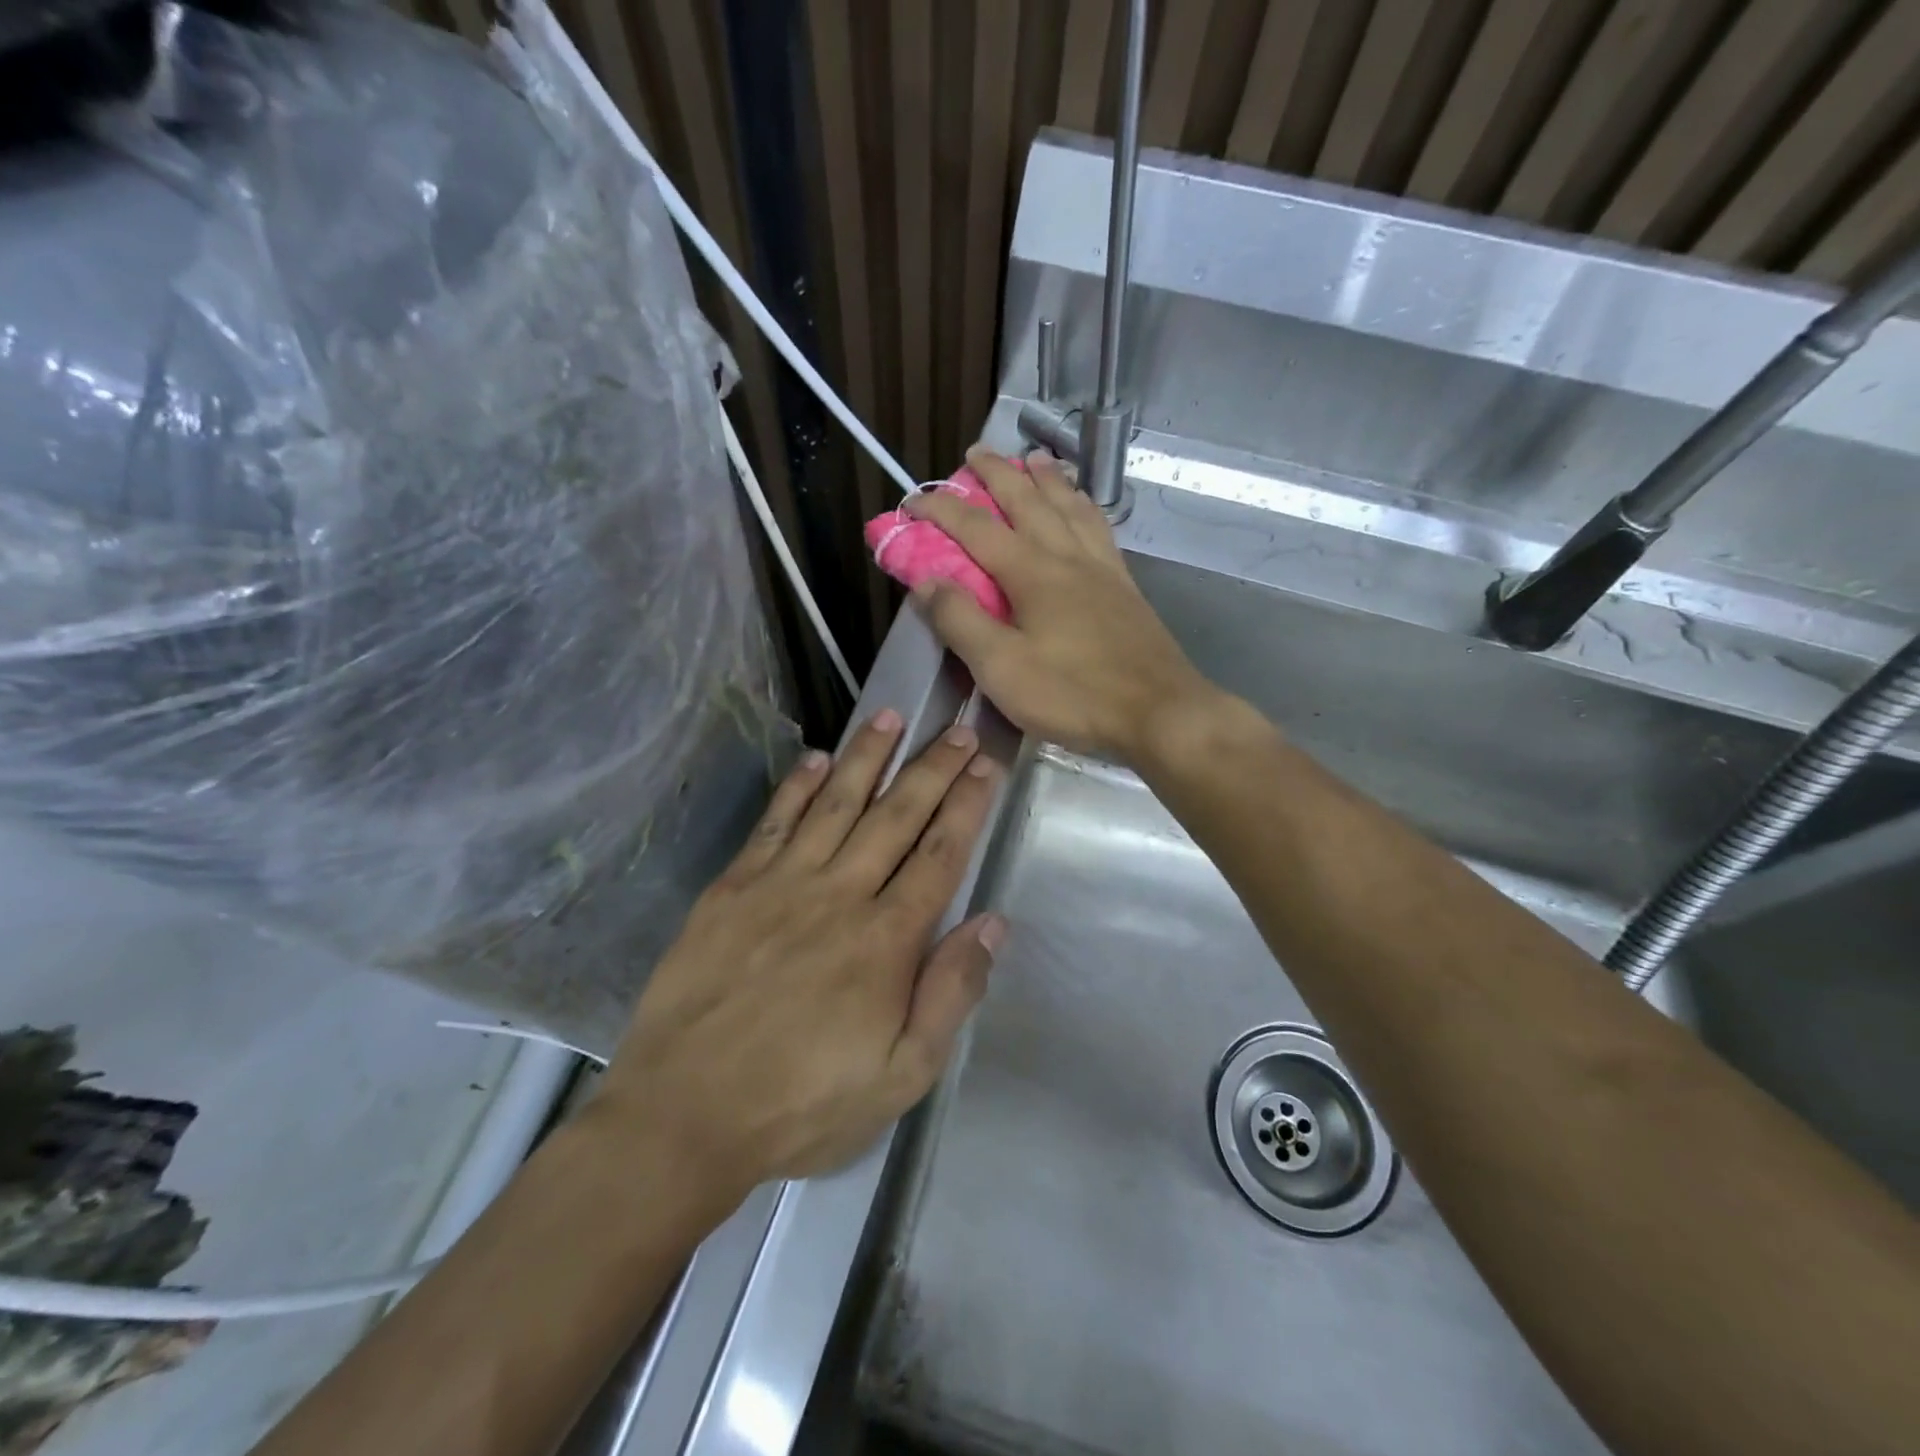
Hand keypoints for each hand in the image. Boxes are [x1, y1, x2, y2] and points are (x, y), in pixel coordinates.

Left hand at [596, 711, 1002, 1205]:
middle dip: (931, 769)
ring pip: (836, 804)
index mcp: (886, 940)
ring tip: (891, 715)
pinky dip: (797, 786)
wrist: (684, 1116)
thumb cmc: (802, 1104)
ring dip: (868, 757)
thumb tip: (991, 923)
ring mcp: (781, 885)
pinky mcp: (732, 888)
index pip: (939, 855)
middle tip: (956, 729)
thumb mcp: (902, 1076)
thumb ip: (951, 994)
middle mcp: (839, 895)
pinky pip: (773, 823)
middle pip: (896, 817)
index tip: (985, 766)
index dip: (966, 807)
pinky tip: (817, 758)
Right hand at [906, 447, 1214, 763]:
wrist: (1160, 713)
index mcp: (1032, 573)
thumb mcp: (1002, 668)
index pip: (977, 528)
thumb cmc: (1074, 694)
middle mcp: (1067, 557)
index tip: (913, 498)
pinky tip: (1084, 508)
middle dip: (997, 473)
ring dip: (1047, 478)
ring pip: (1070, 506)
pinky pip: (1100, 529)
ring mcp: (1102, 569)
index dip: (942, 509)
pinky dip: (1084, 506)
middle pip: (1028, 501)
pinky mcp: (1125, 588)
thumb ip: (961, 622)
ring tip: (1034, 458)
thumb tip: (926, 581)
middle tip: (976, 453)